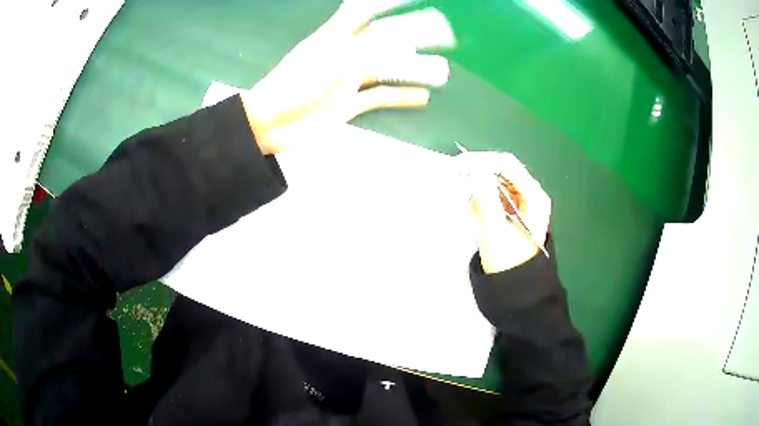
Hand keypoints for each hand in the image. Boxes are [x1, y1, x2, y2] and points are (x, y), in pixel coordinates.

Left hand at [240, 1, 452, 154]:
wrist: (268, 125)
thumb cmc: (292, 87)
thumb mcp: (332, 61)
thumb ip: (367, 50)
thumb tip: (404, 42)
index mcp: (334, 38)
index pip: (364, 10)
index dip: (387, 2)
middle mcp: (343, 55)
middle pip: (384, 39)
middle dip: (413, 35)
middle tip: (442, 34)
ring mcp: (346, 81)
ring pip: (386, 70)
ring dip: (413, 69)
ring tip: (441, 71)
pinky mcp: (346, 106)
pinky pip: (379, 98)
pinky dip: (400, 98)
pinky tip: (421, 97)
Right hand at [462, 152, 551, 274]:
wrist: (516, 286)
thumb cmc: (508, 261)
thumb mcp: (494, 229)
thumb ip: (484, 198)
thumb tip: (474, 170)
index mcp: (534, 196)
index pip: (508, 165)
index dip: (484, 160)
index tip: (461, 163)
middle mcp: (531, 195)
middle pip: (503, 172)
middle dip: (480, 174)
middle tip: (458, 178)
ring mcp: (522, 203)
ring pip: (497, 183)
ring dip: (479, 186)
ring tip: (465, 198)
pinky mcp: (513, 211)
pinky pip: (495, 196)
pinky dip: (482, 198)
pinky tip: (473, 208)